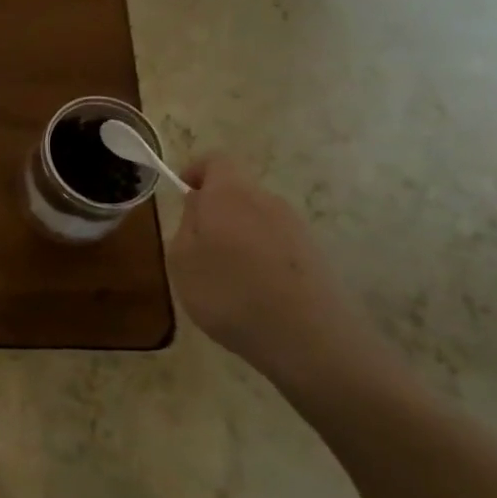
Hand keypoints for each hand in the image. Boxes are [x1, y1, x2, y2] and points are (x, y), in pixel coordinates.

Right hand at [168, 153, 369, 381]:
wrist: (306, 337)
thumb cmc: (228, 291)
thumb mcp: (182, 259)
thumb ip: (186, 224)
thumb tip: (198, 204)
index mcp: (230, 193)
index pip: (215, 160)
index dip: (196, 171)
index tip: (182, 193)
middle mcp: (267, 200)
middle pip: (237, 191)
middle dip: (215, 210)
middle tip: (196, 245)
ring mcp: (296, 227)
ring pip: (257, 219)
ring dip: (238, 236)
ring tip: (225, 276)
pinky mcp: (314, 254)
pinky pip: (276, 244)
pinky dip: (260, 257)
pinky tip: (253, 293)